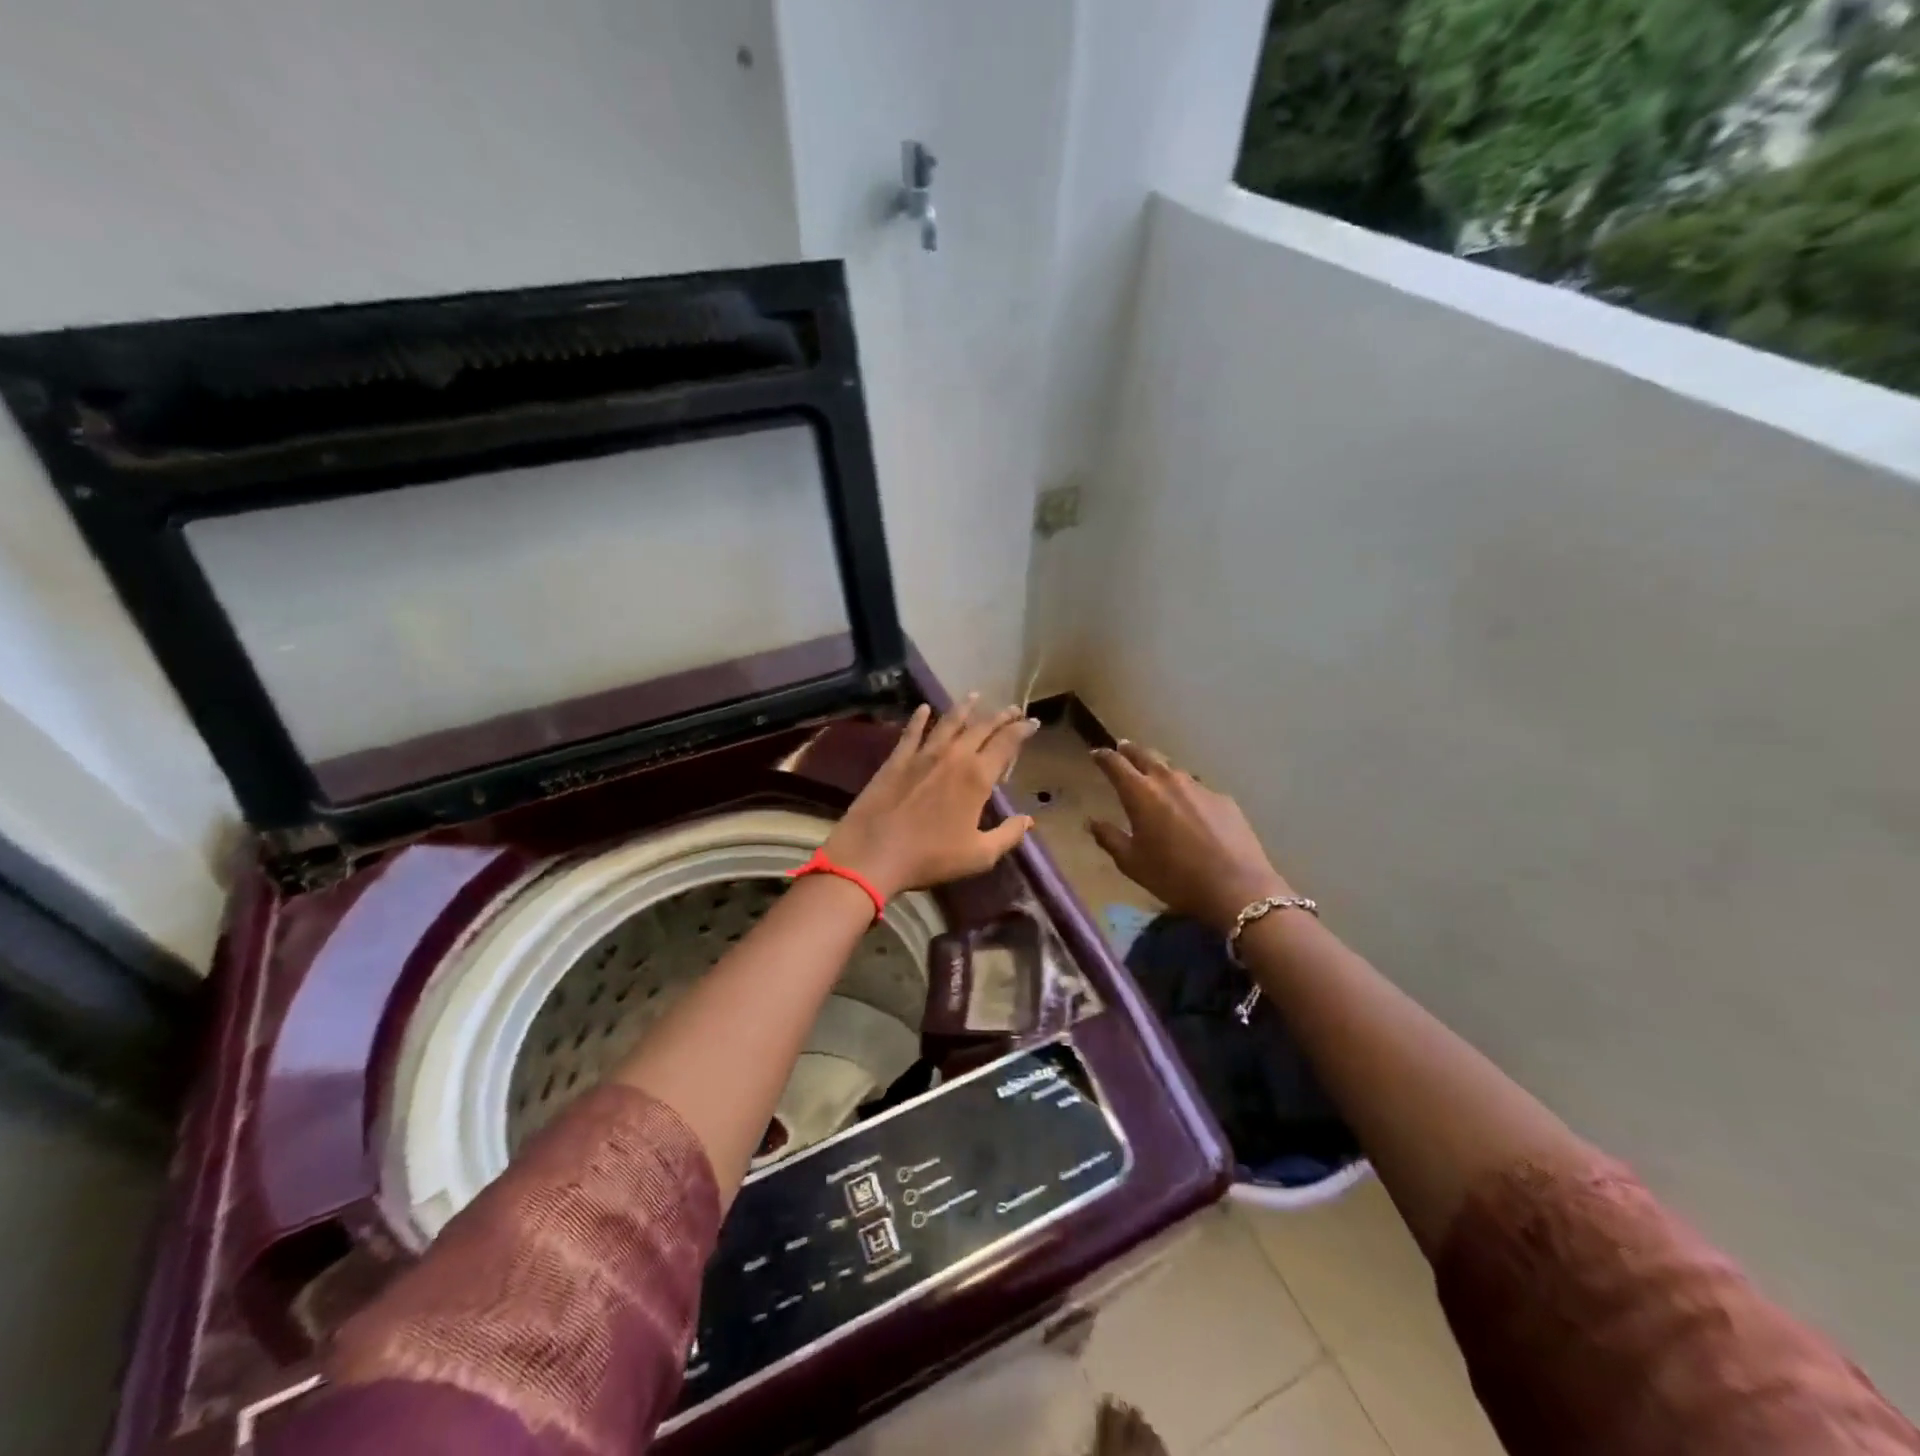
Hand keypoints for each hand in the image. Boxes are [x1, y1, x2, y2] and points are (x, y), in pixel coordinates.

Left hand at [824, 696, 1038, 899]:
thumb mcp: (978, 855)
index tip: (1032, 723)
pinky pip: (912, 732)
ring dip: (964, 708)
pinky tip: (924, 708)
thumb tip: (1028, 819)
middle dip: (1000, 716)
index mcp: (977, 777)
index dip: (1022, 731)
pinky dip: (919, 718)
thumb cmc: (930, 857)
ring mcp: (922, 754)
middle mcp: (953, 756)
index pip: (1006, 744)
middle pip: (981, 727)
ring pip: (948, 722)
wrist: (872, 853)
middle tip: (1012, 709)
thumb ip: (1007, 835)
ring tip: (975, 695)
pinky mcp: (896, 760)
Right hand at [1088, 741, 1294, 931]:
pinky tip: (1188, 808)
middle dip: (1130, 751)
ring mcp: (1199, 787)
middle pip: (1145, 755)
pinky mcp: (1223, 799)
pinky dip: (1185, 792)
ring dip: (1159, 770)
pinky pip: (1197, 788)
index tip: (1095, 754)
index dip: (1103, 756)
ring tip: (1154, 778)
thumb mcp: (1132, 863)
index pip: (1115, 763)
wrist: (1236, 887)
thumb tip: (1092, 822)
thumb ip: (1109, 838)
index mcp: (1140, 793)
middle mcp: (1168, 780)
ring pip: (1172, 770)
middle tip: (1122, 749)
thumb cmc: (1174, 877)